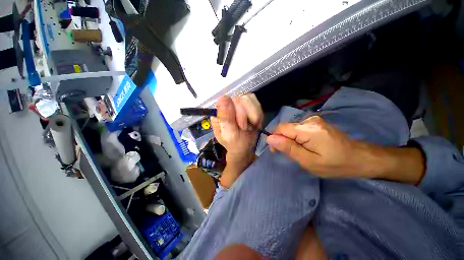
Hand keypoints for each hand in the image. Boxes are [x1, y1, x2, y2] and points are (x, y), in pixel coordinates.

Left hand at [211, 94, 262, 162]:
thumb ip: (226, 118)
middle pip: (241, 99)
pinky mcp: (248, 104)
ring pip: (250, 99)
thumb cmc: (235, 143)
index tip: (242, 126)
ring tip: (250, 125)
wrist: (244, 147)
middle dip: (247, 116)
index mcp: (219, 112)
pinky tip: (254, 122)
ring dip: (254, 115)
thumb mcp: (229, 134)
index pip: (229, 101)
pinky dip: (258, 115)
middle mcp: (227, 105)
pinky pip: (256, 103)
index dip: (240, 113)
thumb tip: (223, 98)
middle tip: (246, 128)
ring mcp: (238, 103)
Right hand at [266, 116, 374, 177]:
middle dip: (283, 141)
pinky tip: (306, 146)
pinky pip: (298, 129)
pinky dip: (297, 138)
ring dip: (290, 140)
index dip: (274, 139)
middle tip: (292, 155)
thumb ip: (289, 148)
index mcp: (308, 130)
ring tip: (301, 152)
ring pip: (291, 129)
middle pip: (285, 128)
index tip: (277, 152)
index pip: (280, 128)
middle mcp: (309, 120)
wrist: (360, 157)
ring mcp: (314, 120)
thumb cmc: (335, 164)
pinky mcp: (316, 122)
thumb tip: (270, 138)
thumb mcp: (309, 161)